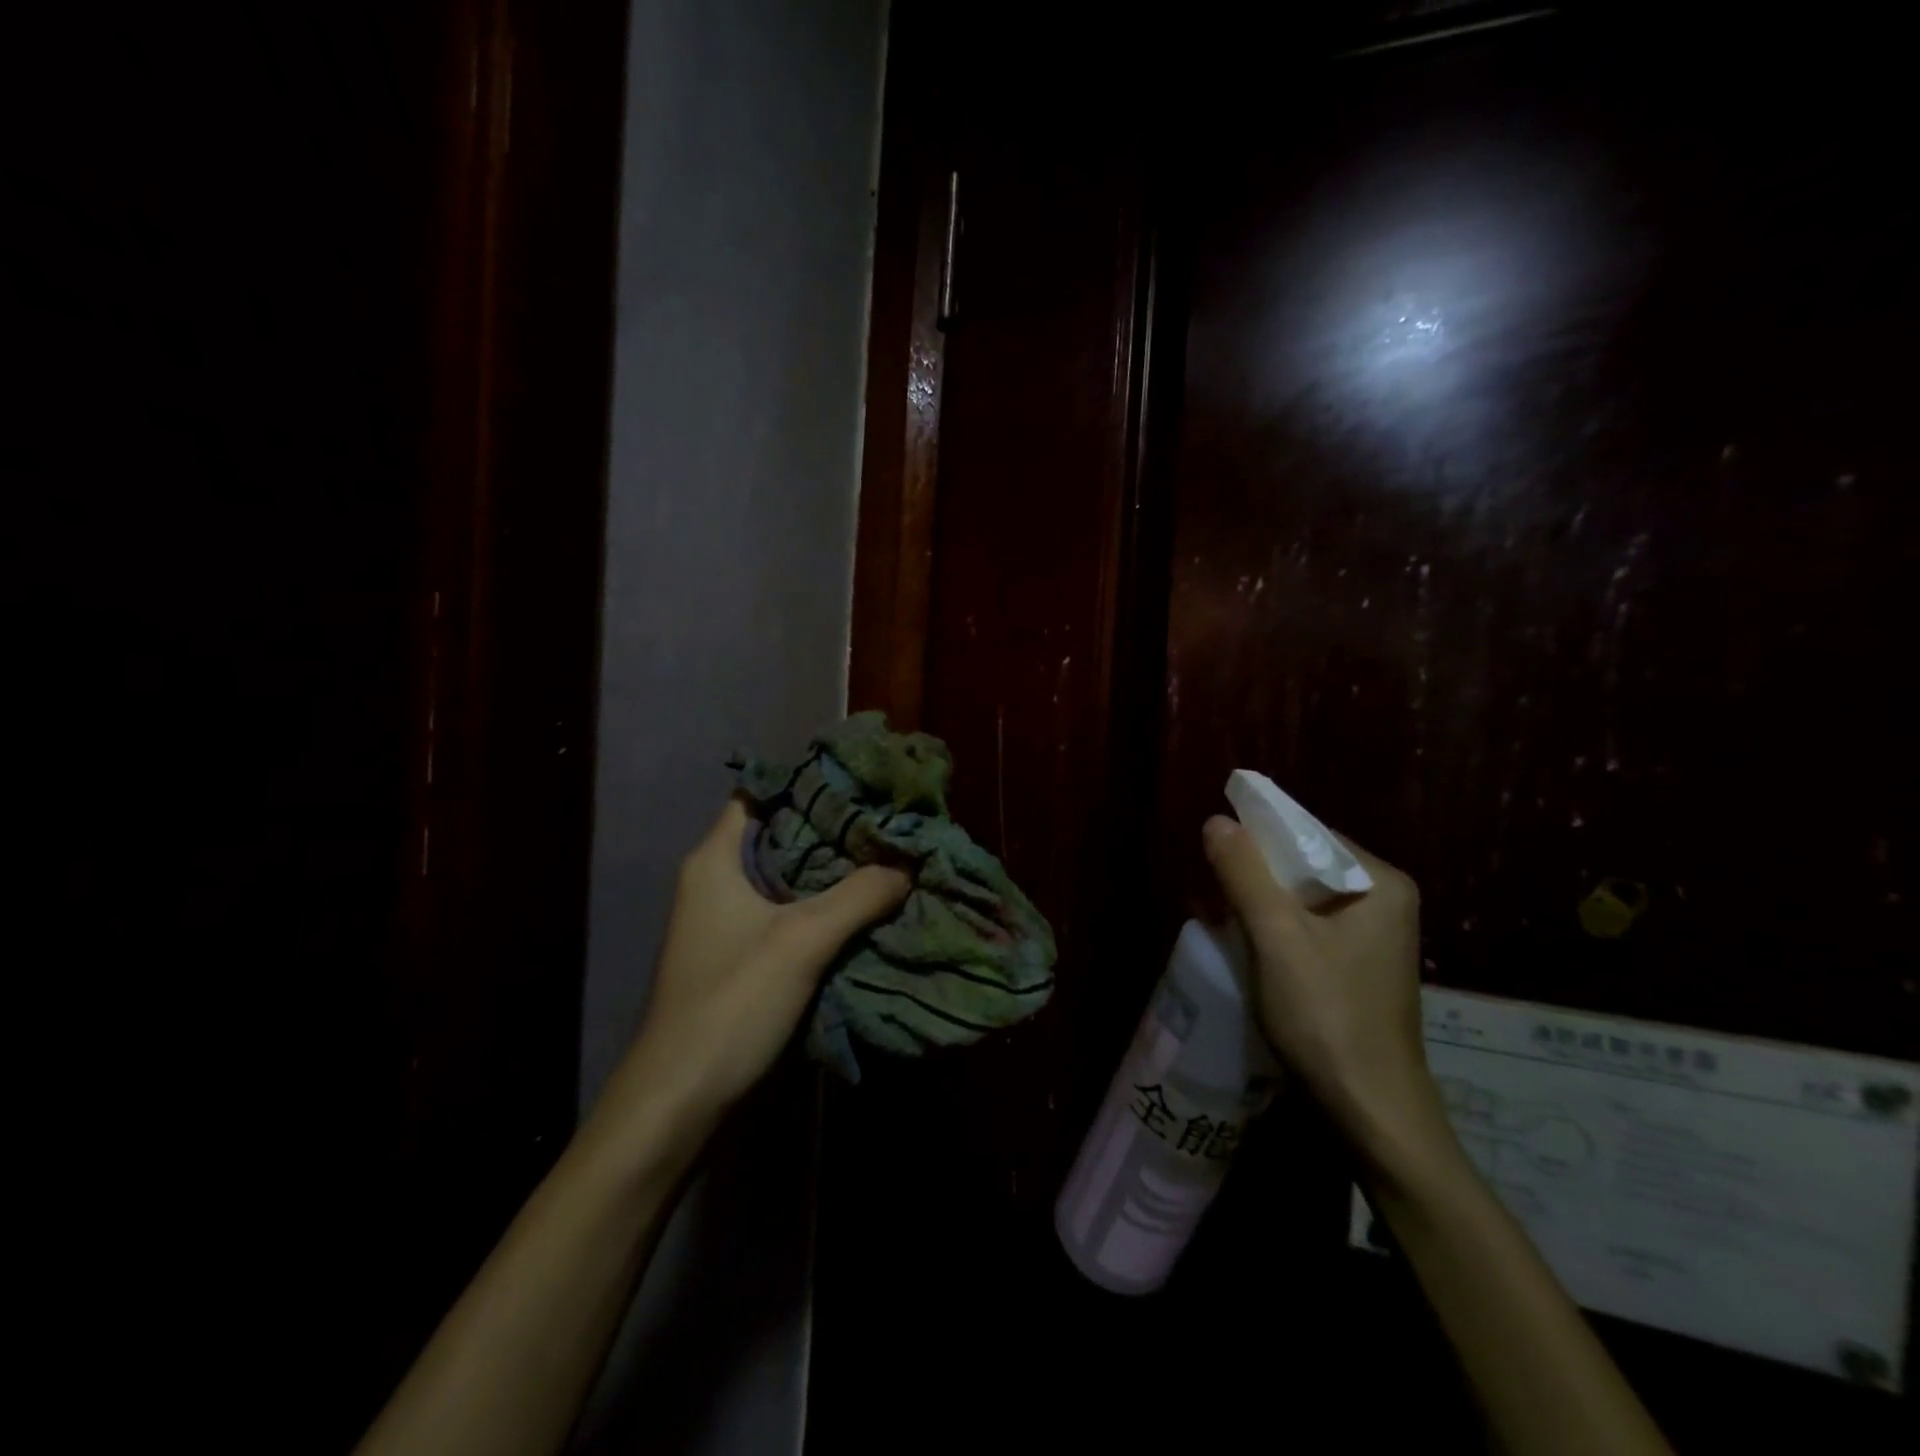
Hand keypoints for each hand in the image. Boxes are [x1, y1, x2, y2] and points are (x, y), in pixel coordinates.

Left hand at [600, 800, 910, 1139]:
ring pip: (789, 876)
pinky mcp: (744, 955)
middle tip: (887, 819)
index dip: (807, 781)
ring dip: (833, 870)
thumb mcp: (802, 940)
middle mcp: (718, 881)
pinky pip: (790, 911)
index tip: (860, 779)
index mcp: (715, 860)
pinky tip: (867, 905)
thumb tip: (909, 861)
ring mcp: (729, 920)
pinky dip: (825, 905)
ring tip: (888, 855)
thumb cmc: (731, 1002)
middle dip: (833, 826)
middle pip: (781, 834)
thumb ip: (859, 894)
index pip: (760, 794)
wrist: (680, 1100)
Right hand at [1202, 815, 1441, 1158]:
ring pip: (1303, 897)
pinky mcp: (1357, 966)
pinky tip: (1244, 939)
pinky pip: (1308, 926)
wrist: (1370, 1112)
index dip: (1259, 834)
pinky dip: (1274, 926)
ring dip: (1260, 900)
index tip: (1214, 846)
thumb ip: (1245, 874)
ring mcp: (1374, 936)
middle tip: (1210, 882)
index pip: (1310, 833)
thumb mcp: (1276, 938)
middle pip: (1306, 864)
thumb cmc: (1327, 1016)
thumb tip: (1216, 820)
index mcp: (1381, 882)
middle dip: (1256, 871)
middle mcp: (1385, 901)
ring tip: (1218, 908)